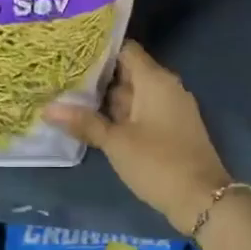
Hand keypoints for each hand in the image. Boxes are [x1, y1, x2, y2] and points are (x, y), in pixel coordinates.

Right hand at [44, 41, 231, 234]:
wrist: (202, 199)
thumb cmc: (157, 163)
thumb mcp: (116, 143)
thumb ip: (84, 122)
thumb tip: (48, 108)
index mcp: (155, 80)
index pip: (125, 50)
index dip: (99, 50)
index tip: (71, 55)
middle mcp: (166, 87)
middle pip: (128, 72)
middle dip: (97, 77)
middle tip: (61, 79)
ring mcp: (171, 108)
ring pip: (134, 94)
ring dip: (107, 99)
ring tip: (69, 98)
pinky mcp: (172, 128)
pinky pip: (143, 112)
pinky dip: (122, 115)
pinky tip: (95, 123)